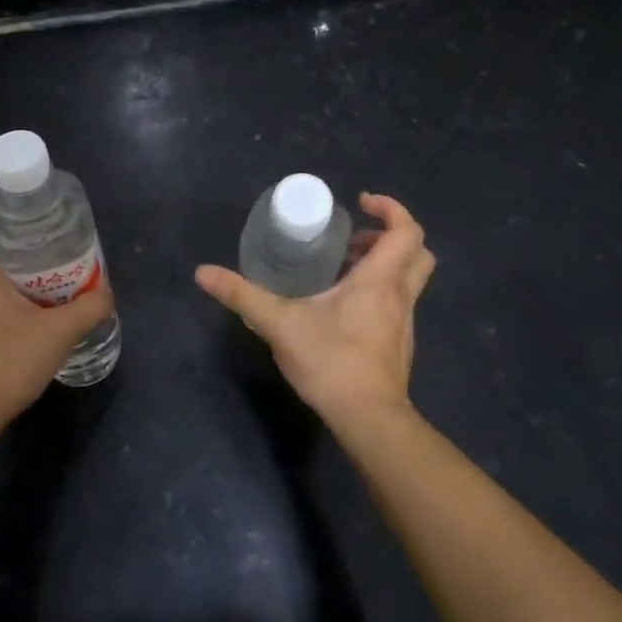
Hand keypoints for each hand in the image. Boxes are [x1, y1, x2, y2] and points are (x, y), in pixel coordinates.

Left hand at [0, 218, 116, 431]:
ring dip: (12, 288)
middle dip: (15, 258)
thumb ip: (89, 308)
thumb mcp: (59, 333)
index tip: (19, 234)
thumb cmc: (7, 362)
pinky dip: (4, 313)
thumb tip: (106, 293)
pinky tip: (31, 332)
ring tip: (47, 300)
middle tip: (50, 267)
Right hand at [195, 193, 434, 432]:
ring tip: (341, 269)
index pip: (407, 230)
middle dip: (390, 235)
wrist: (368, 419)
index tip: (361, 203)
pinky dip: (379, 291)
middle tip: (352, 238)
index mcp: (380, 280)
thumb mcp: (279, 324)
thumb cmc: (331, 362)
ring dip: (383, 264)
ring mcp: (404, 322)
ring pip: (410, 279)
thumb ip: (242, 296)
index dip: (391, 208)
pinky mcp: (399, 344)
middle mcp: (400, 296)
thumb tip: (203, 273)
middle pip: (418, 252)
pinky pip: (398, 303)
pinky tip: (343, 308)